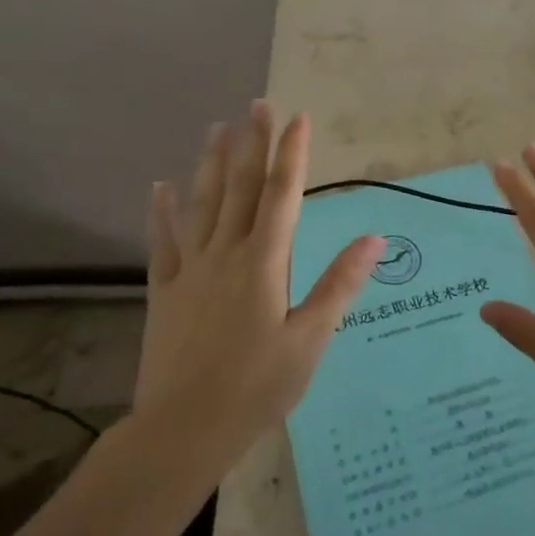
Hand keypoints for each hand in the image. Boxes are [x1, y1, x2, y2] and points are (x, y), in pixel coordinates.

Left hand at [134, 102, 383, 460]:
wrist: (182, 431)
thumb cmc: (257, 387)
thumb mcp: (310, 339)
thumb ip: (339, 284)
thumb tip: (374, 238)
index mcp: (264, 262)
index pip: (282, 195)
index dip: (292, 153)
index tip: (298, 117)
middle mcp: (226, 253)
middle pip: (241, 187)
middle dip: (252, 143)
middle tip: (257, 104)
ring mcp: (190, 270)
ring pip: (202, 204)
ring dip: (211, 163)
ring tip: (217, 127)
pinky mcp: (164, 291)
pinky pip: (163, 242)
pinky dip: (162, 212)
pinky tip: (160, 186)